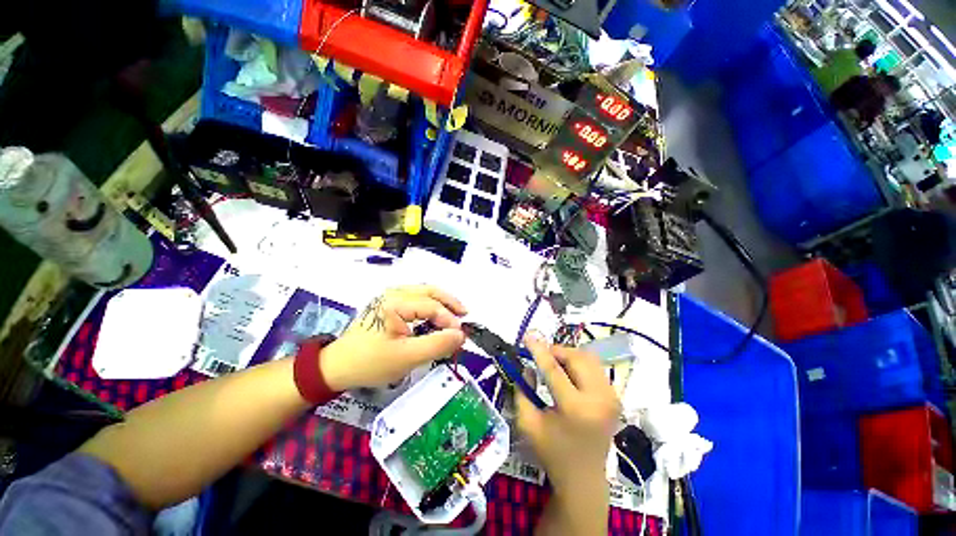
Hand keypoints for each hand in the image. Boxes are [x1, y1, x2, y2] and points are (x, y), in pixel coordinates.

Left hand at [320, 285, 466, 390]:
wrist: (338, 367)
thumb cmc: (371, 362)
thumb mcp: (407, 357)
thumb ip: (437, 345)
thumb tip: (461, 335)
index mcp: (395, 302)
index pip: (431, 306)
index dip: (450, 320)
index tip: (461, 337)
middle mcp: (393, 293)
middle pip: (430, 291)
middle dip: (450, 302)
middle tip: (465, 314)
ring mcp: (390, 296)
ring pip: (424, 292)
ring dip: (441, 302)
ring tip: (456, 313)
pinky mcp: (389, 303)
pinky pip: (416, 298)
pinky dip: (431, 305)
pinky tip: (437, 315)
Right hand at [516, 331, 620, 492]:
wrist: (584, 477)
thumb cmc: (552, 452)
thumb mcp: (527, 423)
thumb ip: (523, 390)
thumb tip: (528, 366)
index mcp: (575, 409)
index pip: (554, 369)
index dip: (539, 350)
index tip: (528, 336)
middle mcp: (598, 399)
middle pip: (577, 358)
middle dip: (556, 350)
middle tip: (541, 354)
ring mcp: (611, 397)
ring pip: (589, 359)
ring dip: (568, 355)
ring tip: (554, 363)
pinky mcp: (615, 397)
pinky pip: (595, 368)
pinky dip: (579, 364)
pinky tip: (569, 373)